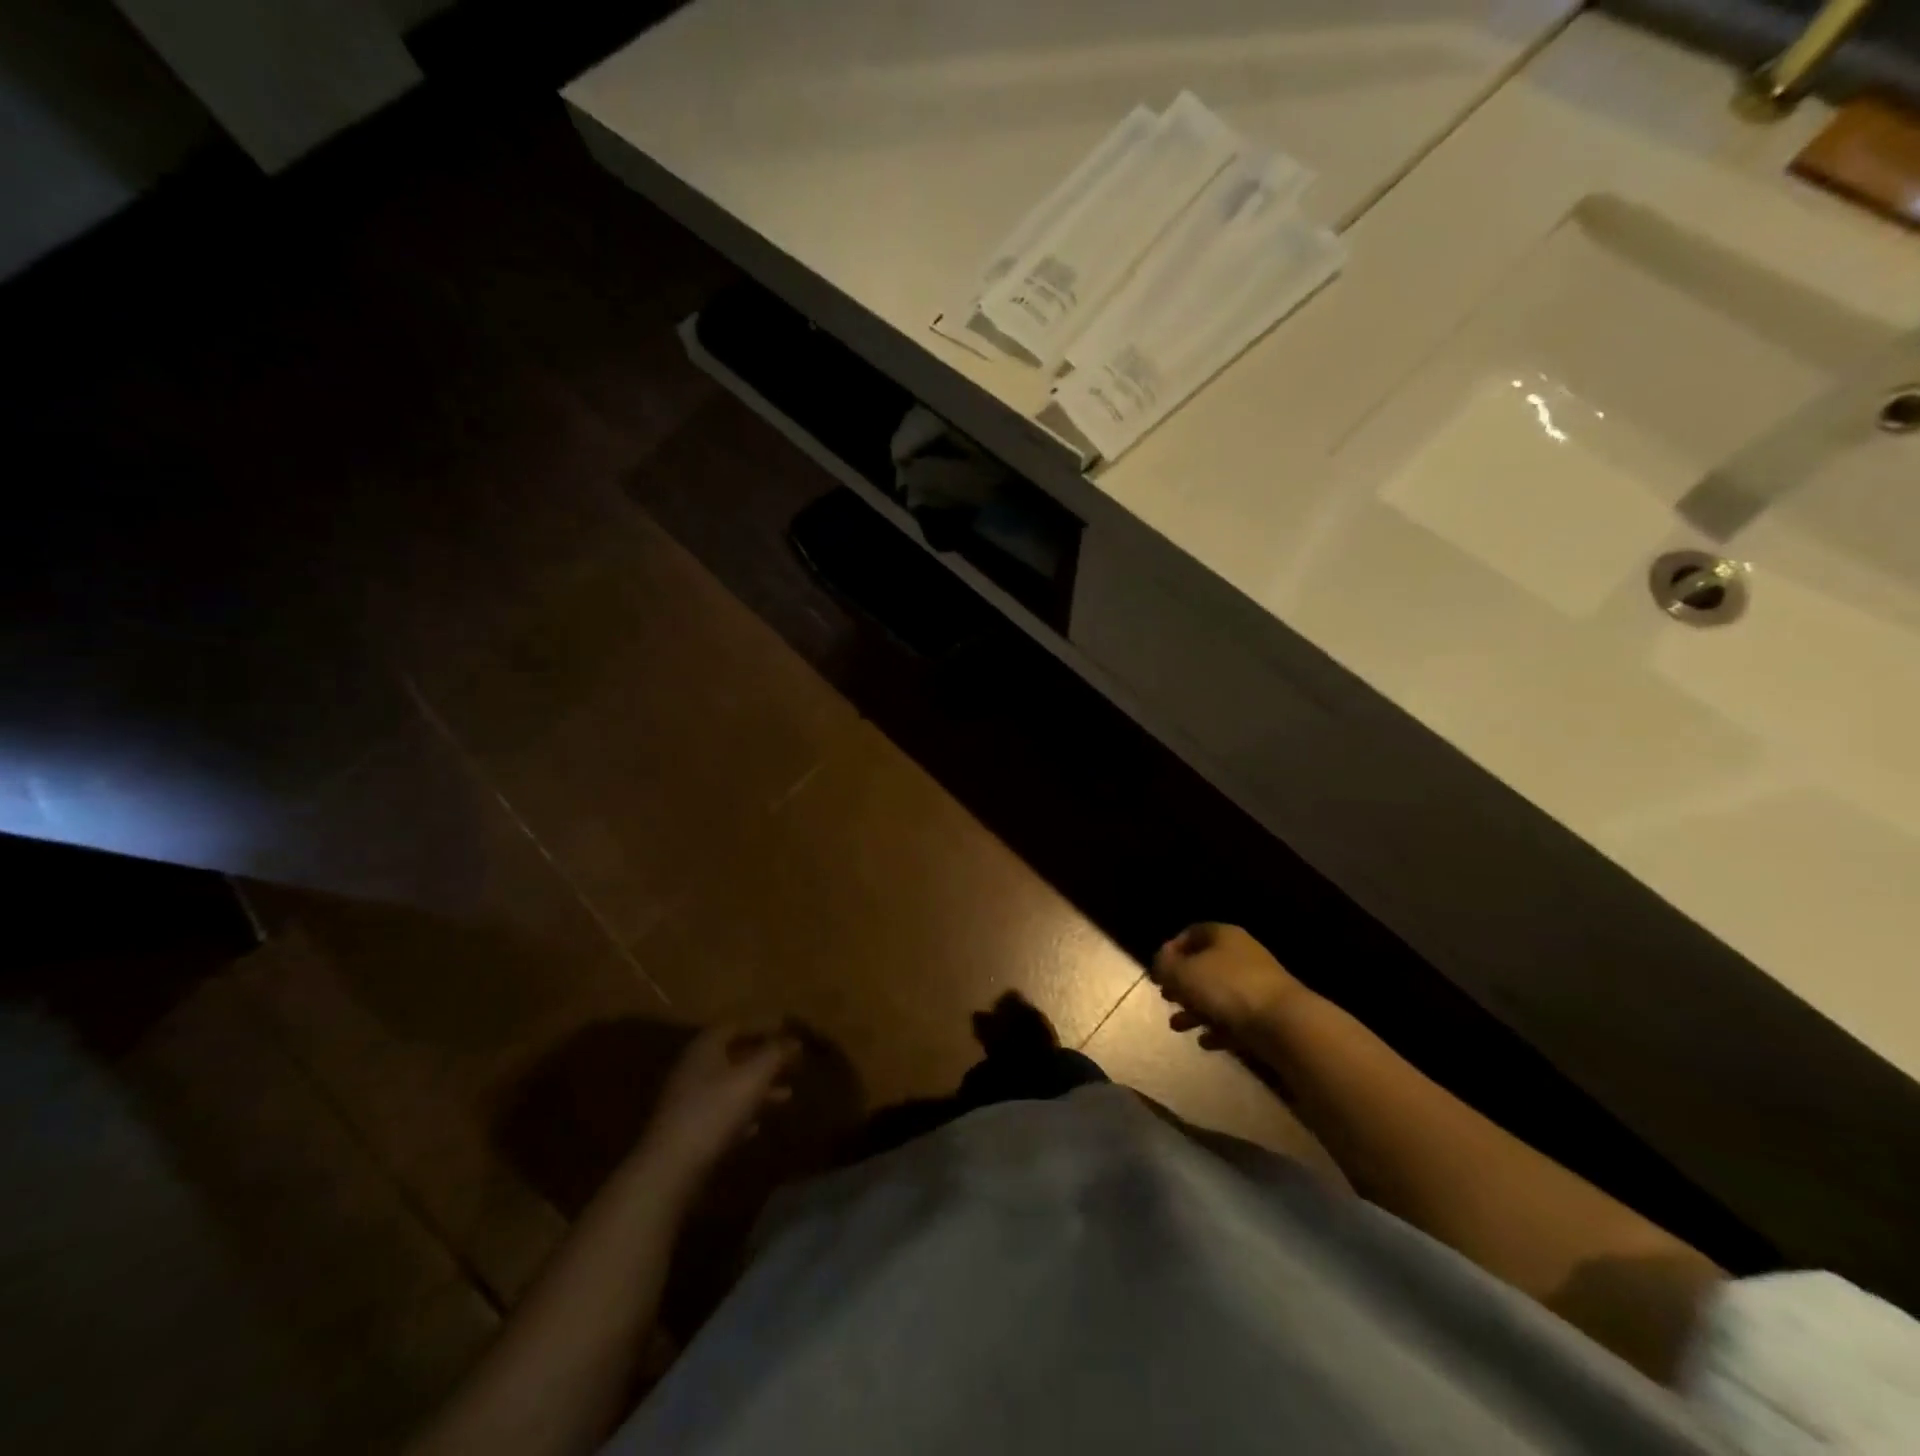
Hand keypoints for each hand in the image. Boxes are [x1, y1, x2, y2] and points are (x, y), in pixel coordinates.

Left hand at [640, 1024, 800, 1179]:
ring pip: (729, 1086)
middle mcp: (693, 1068)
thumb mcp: (753, 1077)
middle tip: (792, 1066)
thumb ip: (776, 1054)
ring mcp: (687, 1101)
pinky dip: (741, 1114)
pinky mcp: (686, 1131)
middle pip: (734, 1057)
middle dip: (764, 1061)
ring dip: (758, 1089)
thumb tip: (795, 1040)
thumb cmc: (715, 1111)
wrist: (669, 1169)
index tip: (787, 1035)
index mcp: (705, 1047)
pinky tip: (756, 1127)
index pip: (736, 1026)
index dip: (763, 1028)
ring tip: (786, 1097)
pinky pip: (720, 1114)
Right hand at [1151, 924, 1305, 1041]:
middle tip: (1166, 997)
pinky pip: (1235, 1019)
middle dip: (1182, 984)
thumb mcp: (1183, 973)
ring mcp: (1256, 985)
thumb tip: (1161, 964)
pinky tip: (1205, 1042)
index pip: (1191, 933)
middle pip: (1204, 965)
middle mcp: (1241, 955)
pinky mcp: (1266, 1014)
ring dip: (1195, 1010)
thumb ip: (1165, 965)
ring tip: (1177, 1026)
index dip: (1170, 950)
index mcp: (1222, 936)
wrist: (1284, 1024)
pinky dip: (1217, 1028)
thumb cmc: (1227, 988)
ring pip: (1217, 995)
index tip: (1157, 971)